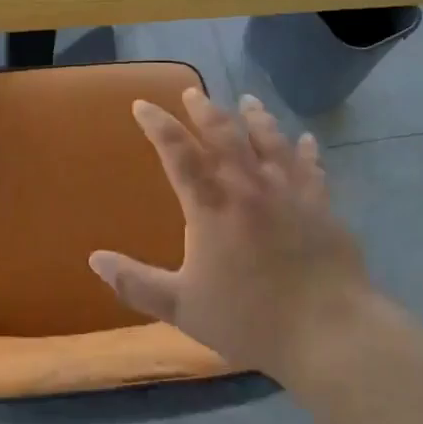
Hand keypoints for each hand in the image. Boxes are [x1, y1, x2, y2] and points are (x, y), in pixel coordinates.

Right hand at [88, 88, 371, 379]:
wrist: (327, 331)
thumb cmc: (249, 319)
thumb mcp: (183, 307)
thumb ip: (137, 283)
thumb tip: (95, 259)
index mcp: (211, 207)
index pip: (178, 154)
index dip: (158, 126)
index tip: (143, 104)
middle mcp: (248, 187)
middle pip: (223, 135)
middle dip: (204, 110)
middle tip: (192, 92)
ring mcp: (289, 191)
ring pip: (269, 140)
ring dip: (256, 117)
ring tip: (248, 100)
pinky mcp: (321, 205)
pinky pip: (311, 167)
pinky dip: (306, 150)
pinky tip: (306, 139)